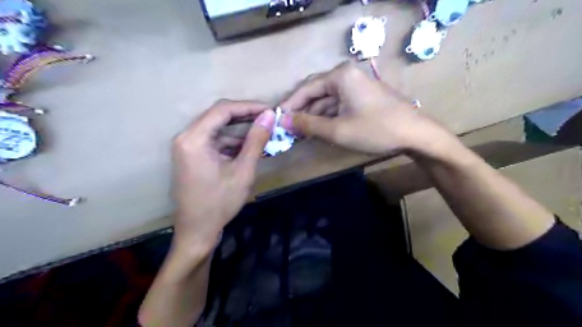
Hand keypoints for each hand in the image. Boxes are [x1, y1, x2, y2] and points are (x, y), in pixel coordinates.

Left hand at [172, 100, 275, 252]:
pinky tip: (249, 148)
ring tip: (263, 133)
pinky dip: (231, 143)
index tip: (270, 109)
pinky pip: (213, 141)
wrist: (197, 231)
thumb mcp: (243, 170)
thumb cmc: (220, 203)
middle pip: (218, 116)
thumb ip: (256, 140)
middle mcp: (186, 137)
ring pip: (217, 129)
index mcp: (194, 139)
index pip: (223, 110)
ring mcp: (187, 147)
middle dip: (245, 116)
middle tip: (269, 119)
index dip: (249, 106)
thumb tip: (269, 116)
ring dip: (240, 131)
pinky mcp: (191, 156)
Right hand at [279, 61, 446, 155]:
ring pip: (327, 100)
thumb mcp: (337, 130)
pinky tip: (319, 130)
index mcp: (340, 76)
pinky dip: (327, 117)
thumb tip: (283, 121)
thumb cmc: (375, 129)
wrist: (415, 134)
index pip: (306, 88)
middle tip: (288, 128)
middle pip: (316, 93)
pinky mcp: (362, 97)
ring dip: (314, 116)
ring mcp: (356, 86)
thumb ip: (308, 125)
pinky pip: (338, 105)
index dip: (290, 105)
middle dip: (302, 111)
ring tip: (300, 133)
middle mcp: (347, 75)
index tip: (277, 119)